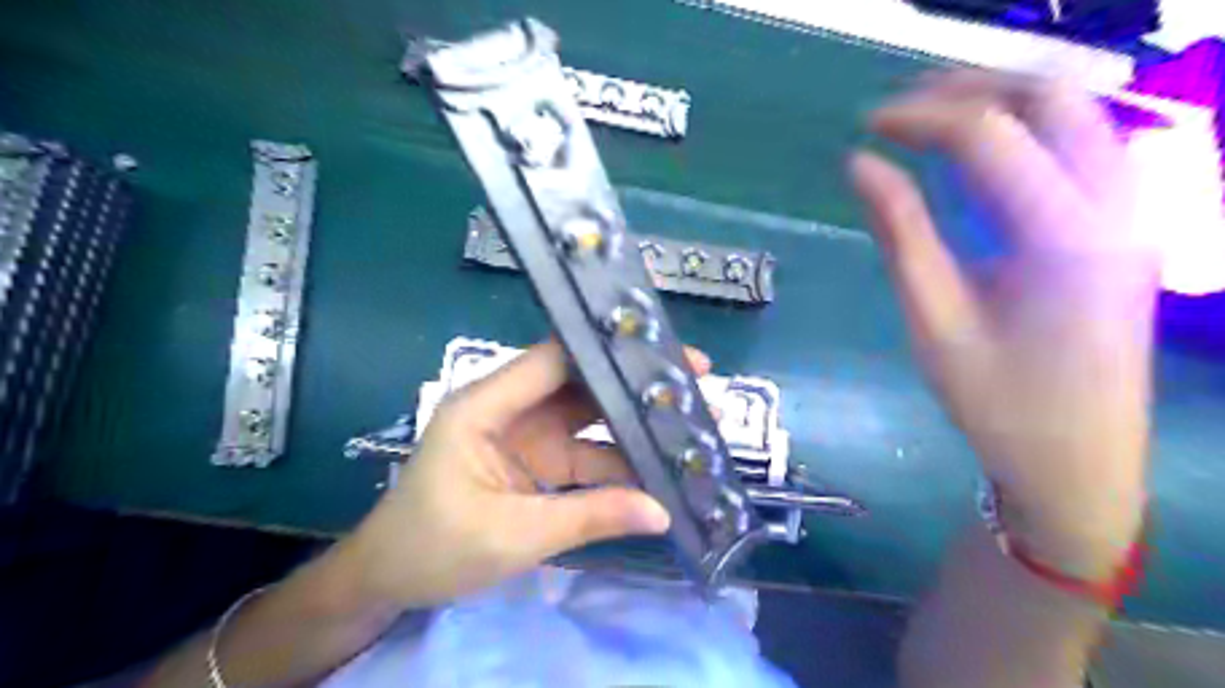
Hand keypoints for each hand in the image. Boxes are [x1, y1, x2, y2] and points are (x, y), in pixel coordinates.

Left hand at [343, 341, 707, 603]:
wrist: (389, 580)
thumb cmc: (433, 548)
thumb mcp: (514, 535)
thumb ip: (589, 517)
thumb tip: (662, 511)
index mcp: (486, 405)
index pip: (555, 360)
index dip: (609, 353)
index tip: (665, 354)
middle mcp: (509, 407)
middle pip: (579, 383)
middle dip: (634, 386)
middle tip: (694, 388)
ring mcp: (526, 433)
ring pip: (588, 417)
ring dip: (633, 424)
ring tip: (688, 427)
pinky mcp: (536, 460)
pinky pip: (585, 452)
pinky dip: (618, 460)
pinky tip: (656, 466)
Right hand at [855, 71, 1160, 575]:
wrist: (1079, 463)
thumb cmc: (998, 403)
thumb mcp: (934, 322)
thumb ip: (901, 233)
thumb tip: (860, 164)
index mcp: (1066, 238)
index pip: (991, 135)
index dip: (922, 116)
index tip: (866, 127)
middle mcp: (1118, 207)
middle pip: (1053, 97)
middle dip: (970, 87)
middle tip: (902, 111)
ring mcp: (1134, 214)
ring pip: (1078, 113)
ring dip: (1003, 101)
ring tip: (934, 120)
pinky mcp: (1127, 228)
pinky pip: (1083, 148)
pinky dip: (1027, 133)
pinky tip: (981, 156)